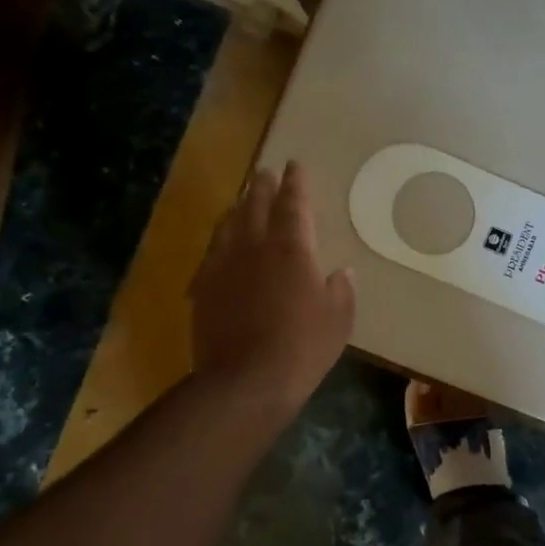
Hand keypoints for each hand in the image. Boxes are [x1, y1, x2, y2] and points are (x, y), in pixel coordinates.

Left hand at [189, 161, 354, 417]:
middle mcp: (255, 247)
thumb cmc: (303, 346)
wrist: (245, 381)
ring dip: (238, 208)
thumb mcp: (338, 318)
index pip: (294, 204)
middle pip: (256, 205)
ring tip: (243, 201)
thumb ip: (341, 289)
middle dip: (263, 186)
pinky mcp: (203, 289)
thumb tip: (340, 272)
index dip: (295, 182)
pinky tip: (220, 246)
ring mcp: (224, 266)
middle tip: (266, 172)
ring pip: (228, 225)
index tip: (294, 164)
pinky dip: (219, 242)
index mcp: (292, 248)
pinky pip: (210, 254)